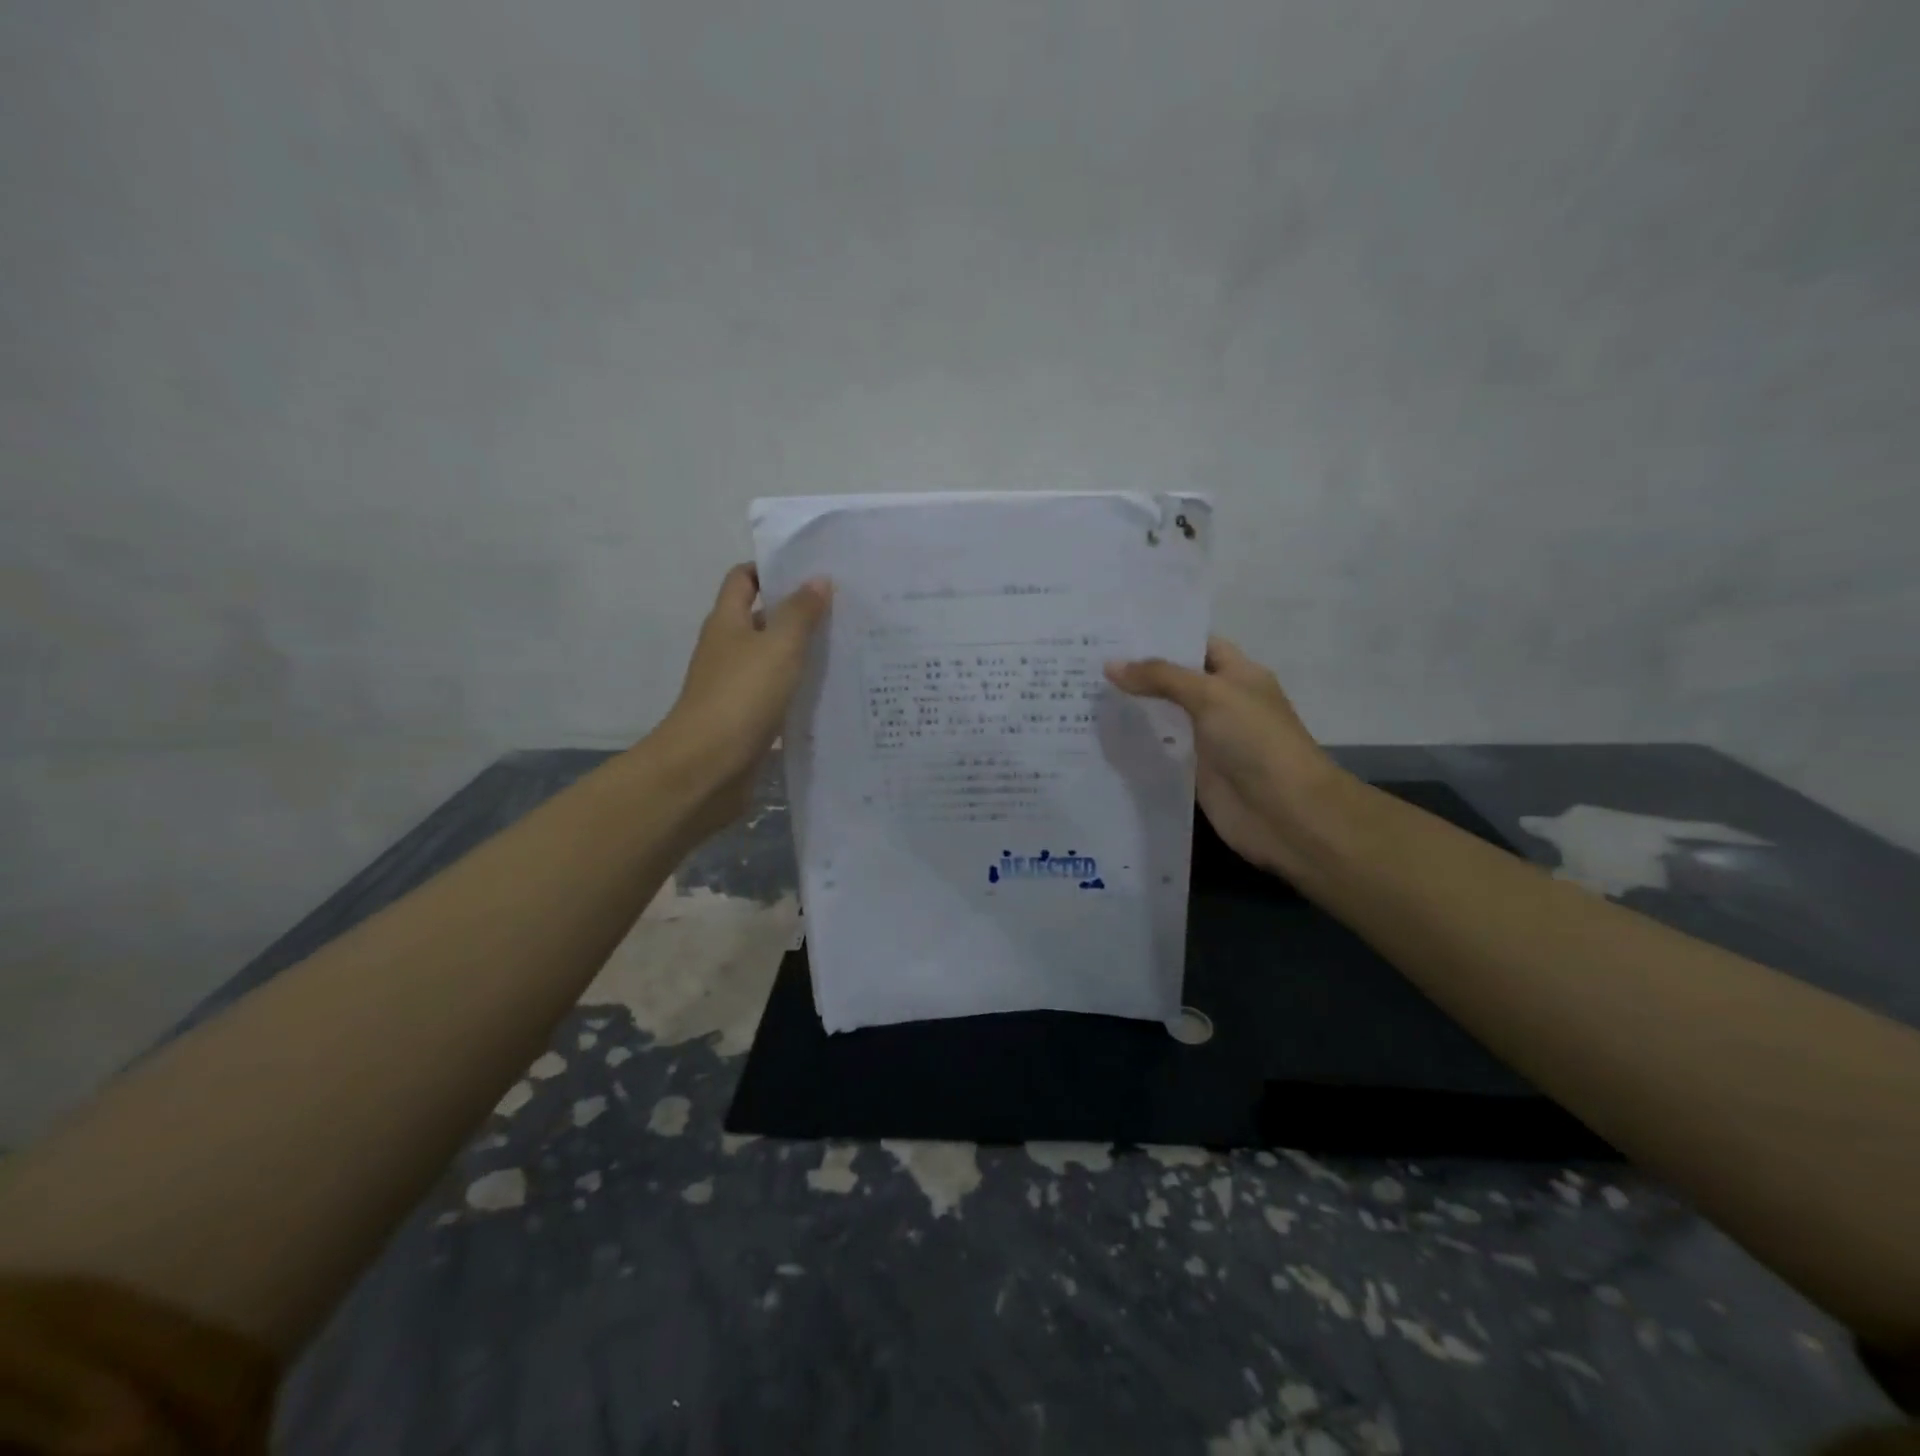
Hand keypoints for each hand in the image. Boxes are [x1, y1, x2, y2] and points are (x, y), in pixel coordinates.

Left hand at [655, 563, 831, 833]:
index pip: (743, 579)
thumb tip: (818, 579)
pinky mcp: (746, 719)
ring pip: (772, 659)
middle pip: (761, 619)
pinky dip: (798, 690)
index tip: (811, 571)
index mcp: (727, 622)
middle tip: (843, 610)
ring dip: (801, 654)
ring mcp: (734, 686)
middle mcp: (727, 649)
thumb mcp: (778, 647)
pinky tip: (829, 693)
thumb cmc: (741, 696)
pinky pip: (776, 695)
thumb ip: (800, 613)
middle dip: (797, 612)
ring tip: (846, 648)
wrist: (707, 766)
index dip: (771, 570)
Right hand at [1105, 636, 1349, 876]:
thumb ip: (1160, 678)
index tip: (1116, 631)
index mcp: (1238, 674)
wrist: (1284, 811)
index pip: (1197, 645)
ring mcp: (1208, 738)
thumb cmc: (1255, 740)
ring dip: (1132, 708)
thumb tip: (1110, 665)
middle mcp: (1222, 702)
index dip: (1162, 637)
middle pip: (1175, 681)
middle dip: (1138, 672)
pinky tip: (1101, 735)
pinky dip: (1136, 744)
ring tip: (1083, 692)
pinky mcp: (1194, 771)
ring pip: (1164, 716)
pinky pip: (1161, 751)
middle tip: (1087, 659)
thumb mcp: (1210, 695)